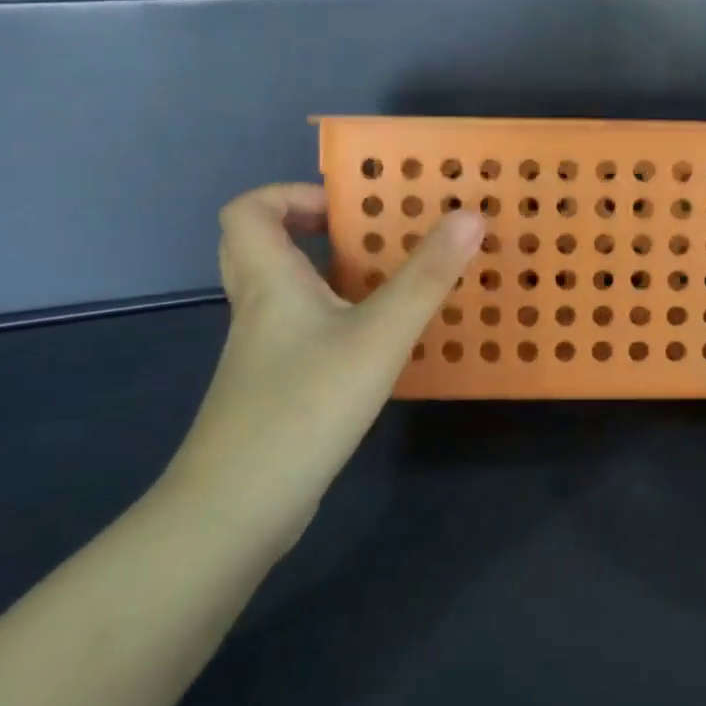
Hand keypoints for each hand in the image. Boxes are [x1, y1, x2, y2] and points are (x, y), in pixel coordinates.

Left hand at [159, 183, 483, 551]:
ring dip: (329, 276)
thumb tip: (469, 216)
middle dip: (310, 230)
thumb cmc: (304, 406)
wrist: (236, 512)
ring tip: (388, 281)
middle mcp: (259, 309)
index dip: (290, 194)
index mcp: (269, 281)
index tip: (348, 208)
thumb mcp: (378, 336)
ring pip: (285, 293)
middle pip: (260, 247)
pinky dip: (335, 321)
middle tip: (365, 237)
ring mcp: (263, 354)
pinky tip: (378, 344)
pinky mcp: (275, 390)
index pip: (247, 210)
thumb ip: (426, 277)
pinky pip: (302, 332)